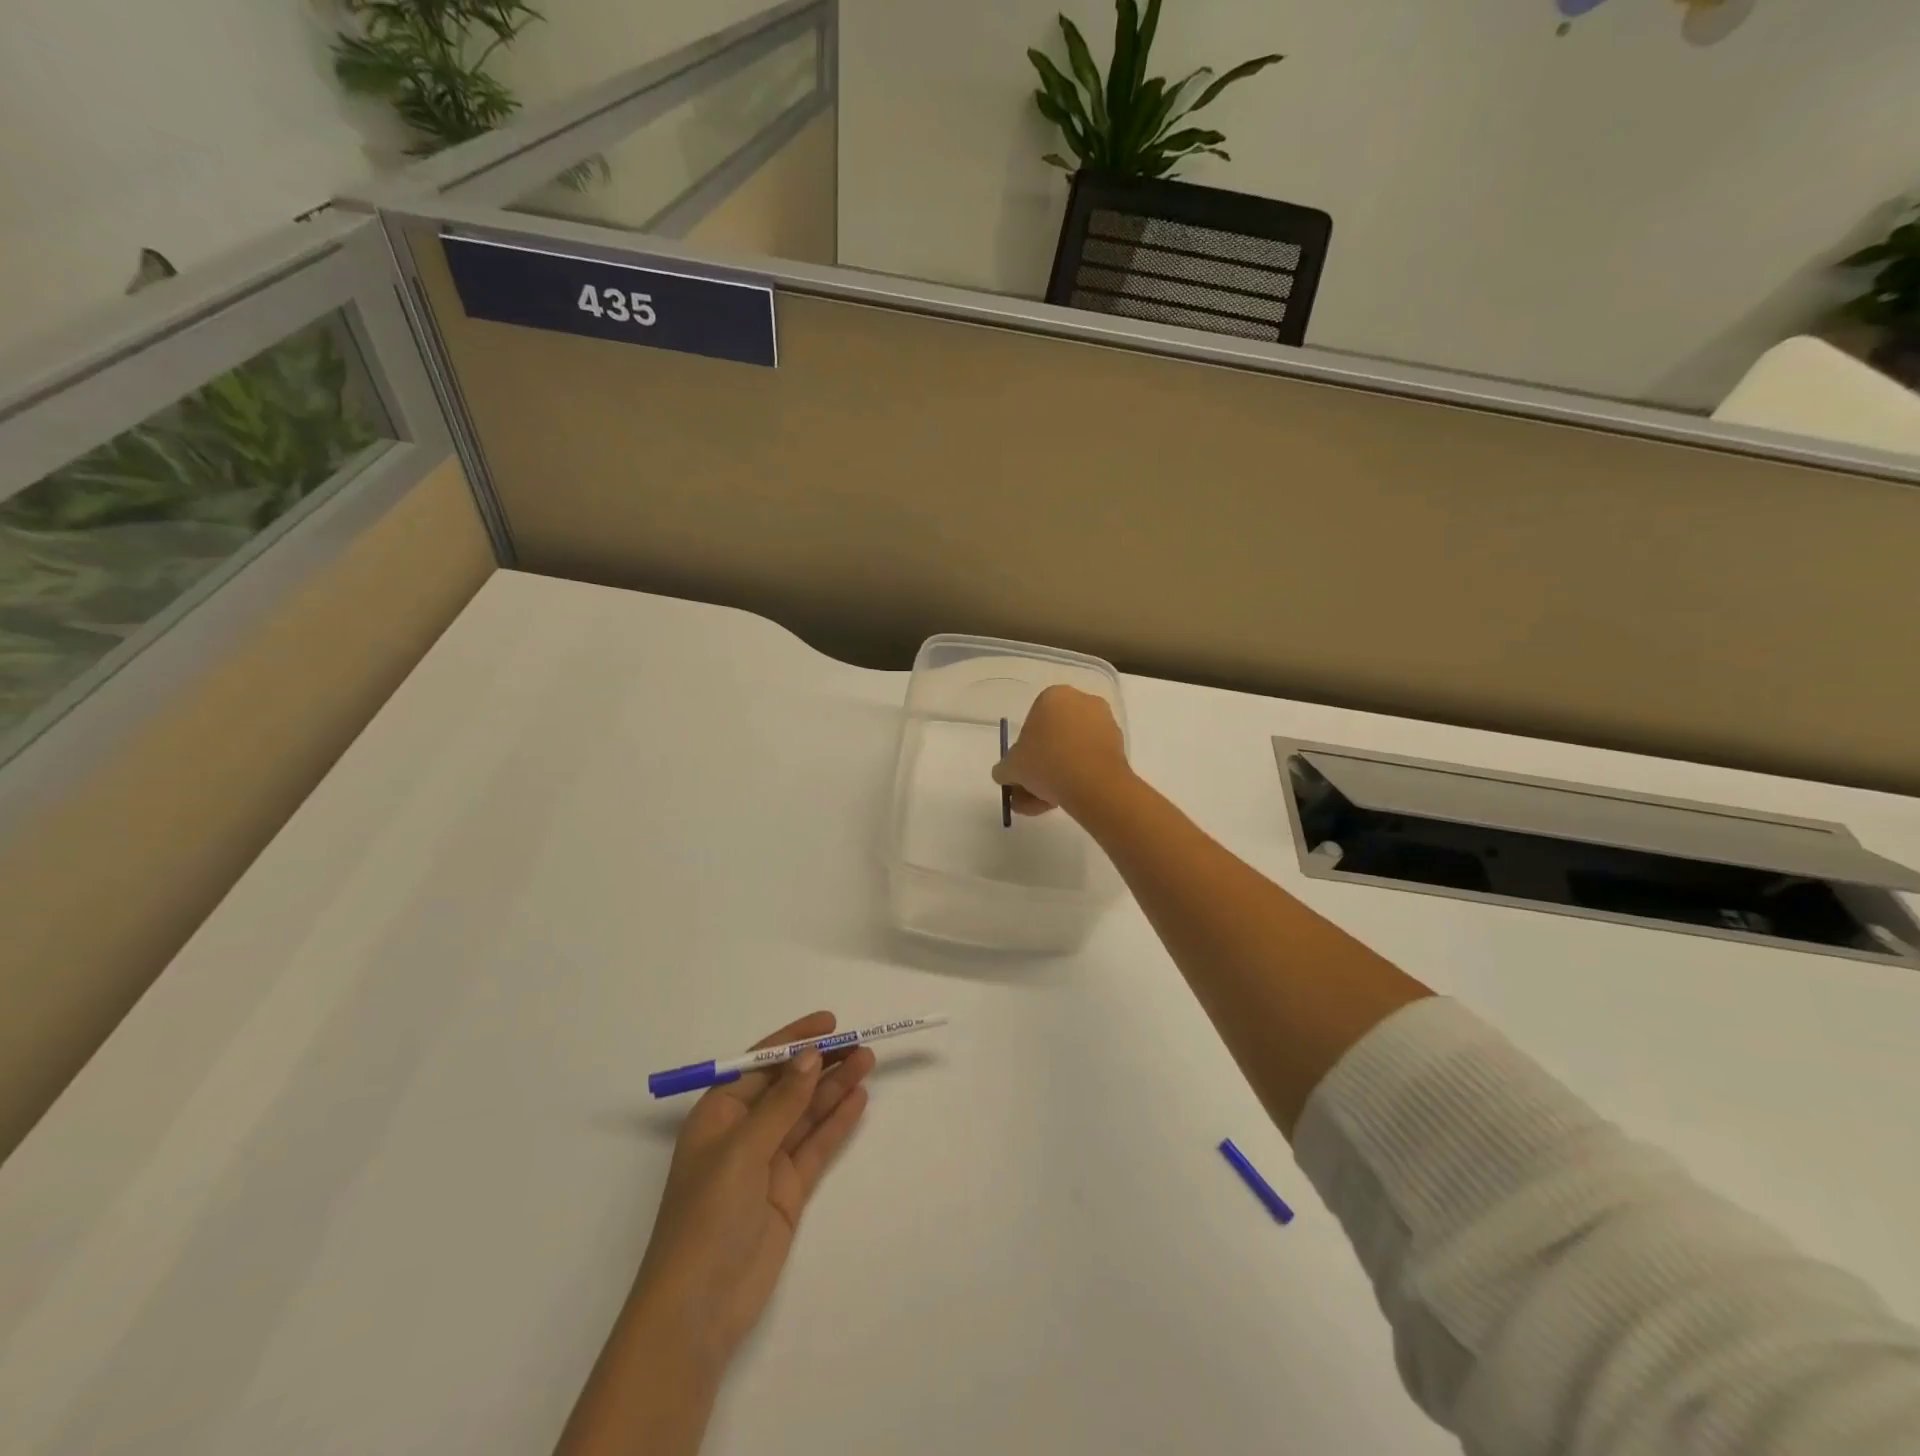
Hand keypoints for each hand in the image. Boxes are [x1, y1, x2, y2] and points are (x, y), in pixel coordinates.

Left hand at [629, 1012, 873, 1370]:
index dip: (794, 1039)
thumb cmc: (707, 1216)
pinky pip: (815, 1146)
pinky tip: (858, 1100)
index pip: (760, 1063)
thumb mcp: (742, 1150)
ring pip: (806, 1113)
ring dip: (834, 1087)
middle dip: (821, 1063)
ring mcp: (767, 1162)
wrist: (698, 1309)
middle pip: (788, 1086)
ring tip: (867, 1062)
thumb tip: (810, 1056)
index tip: (830, 1024)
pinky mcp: (787, 1190)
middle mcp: (743, 1132)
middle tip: (859, 1043)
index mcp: (718, 1114)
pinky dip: (836, 1123)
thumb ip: (781, 1103)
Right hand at [992, 685, 1131, 817]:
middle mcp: (1082, 701)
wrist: (1093, 784)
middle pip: (1054, 737)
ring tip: (1046, 805)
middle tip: (1031, 792)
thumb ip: (1004, 768)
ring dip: (1058, 775)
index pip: (1032, 721)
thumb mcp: (1012, 767)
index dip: (1024, 750)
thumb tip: (1005, 774)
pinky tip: (1067, 800)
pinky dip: (1079, 776)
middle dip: (1041, 766)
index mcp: (1054, 696)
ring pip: (1072, 750)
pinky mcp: (1119, 745)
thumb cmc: (1046, 763)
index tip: (1022, 771)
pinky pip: (1090, 759)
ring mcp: (1104, 722)